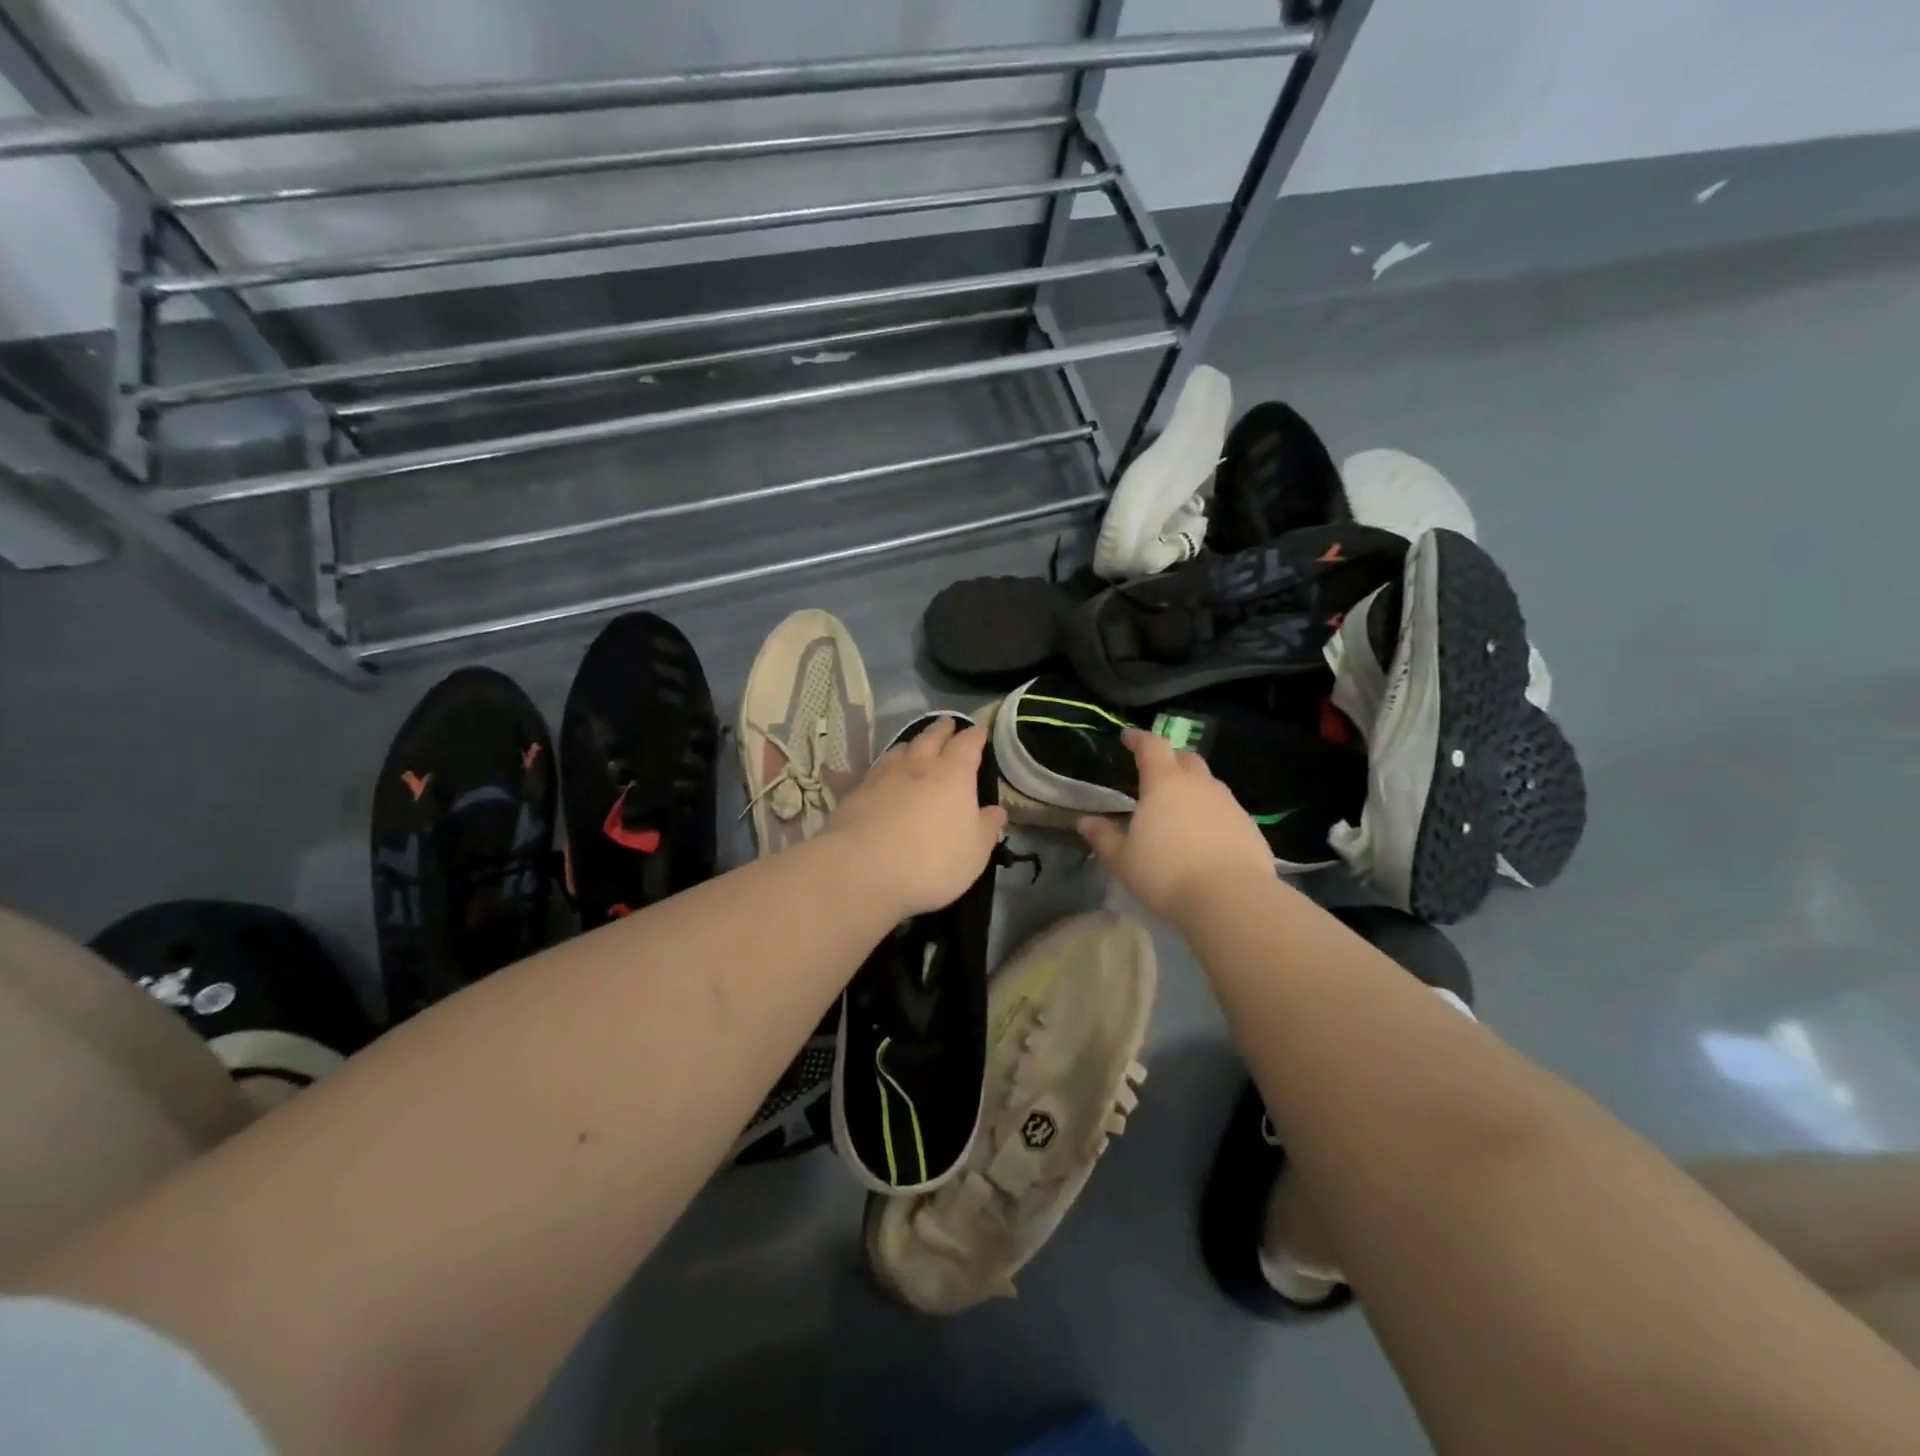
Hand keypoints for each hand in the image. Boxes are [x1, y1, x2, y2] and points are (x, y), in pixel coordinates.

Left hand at [826, 717, 1006, 916]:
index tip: (978, 733)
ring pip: (901, 748)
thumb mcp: (974, 852)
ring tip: (916, 745)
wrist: (863, 869)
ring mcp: (884, 775)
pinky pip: (876, 769)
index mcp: (953, 774)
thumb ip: (986, 828)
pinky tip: (883, 772)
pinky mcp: (857, 791)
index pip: (967, 745)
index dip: (974, 737)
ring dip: (913, 744)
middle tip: (948, 724)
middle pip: (931, 737)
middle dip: (942, 729)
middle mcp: (918, 765)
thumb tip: (996, 811)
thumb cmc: (932, 862)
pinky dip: (886, 765)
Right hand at [1078, 729, 1273, 924]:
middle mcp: (1200, 785)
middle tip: (1156, 773)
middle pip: (1186, 759)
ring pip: (1209, 785)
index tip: (1128, 738)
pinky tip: (1205, 839)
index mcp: (1165, 783)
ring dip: (1194, 789)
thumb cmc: (1165, 873)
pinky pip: (1226, 812)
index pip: (1151, 746)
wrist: (1230, 899)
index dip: (1139, 739)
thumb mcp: (1123, 860)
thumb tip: (1085, 822)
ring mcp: (1229, 804)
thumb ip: (1104, 837)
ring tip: (1180, 811)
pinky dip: (1212, 816)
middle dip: (1170, 760)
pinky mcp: (1250, 828)